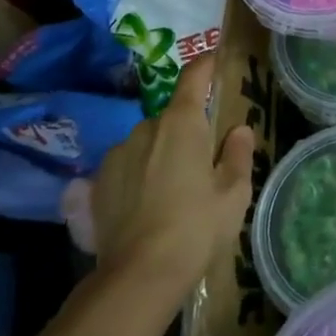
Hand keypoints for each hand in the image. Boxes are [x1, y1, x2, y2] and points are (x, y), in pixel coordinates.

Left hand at [90, 52, 253, 295]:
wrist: (138, 276)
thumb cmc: (196, 227)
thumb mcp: (233, 193)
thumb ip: (238, 154)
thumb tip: (239, 130)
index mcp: (182, 122)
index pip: (193, 77)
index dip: (206, 65)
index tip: (215, 59)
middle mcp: (145, 128)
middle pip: (172, 116)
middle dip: (187, 129)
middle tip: (203, 160)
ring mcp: (117, 154)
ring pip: (147, 142)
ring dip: (160, 153)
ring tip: (172, 190)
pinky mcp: (97, 183)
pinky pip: (126, 166)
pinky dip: (138, 175)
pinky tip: (146, 206)